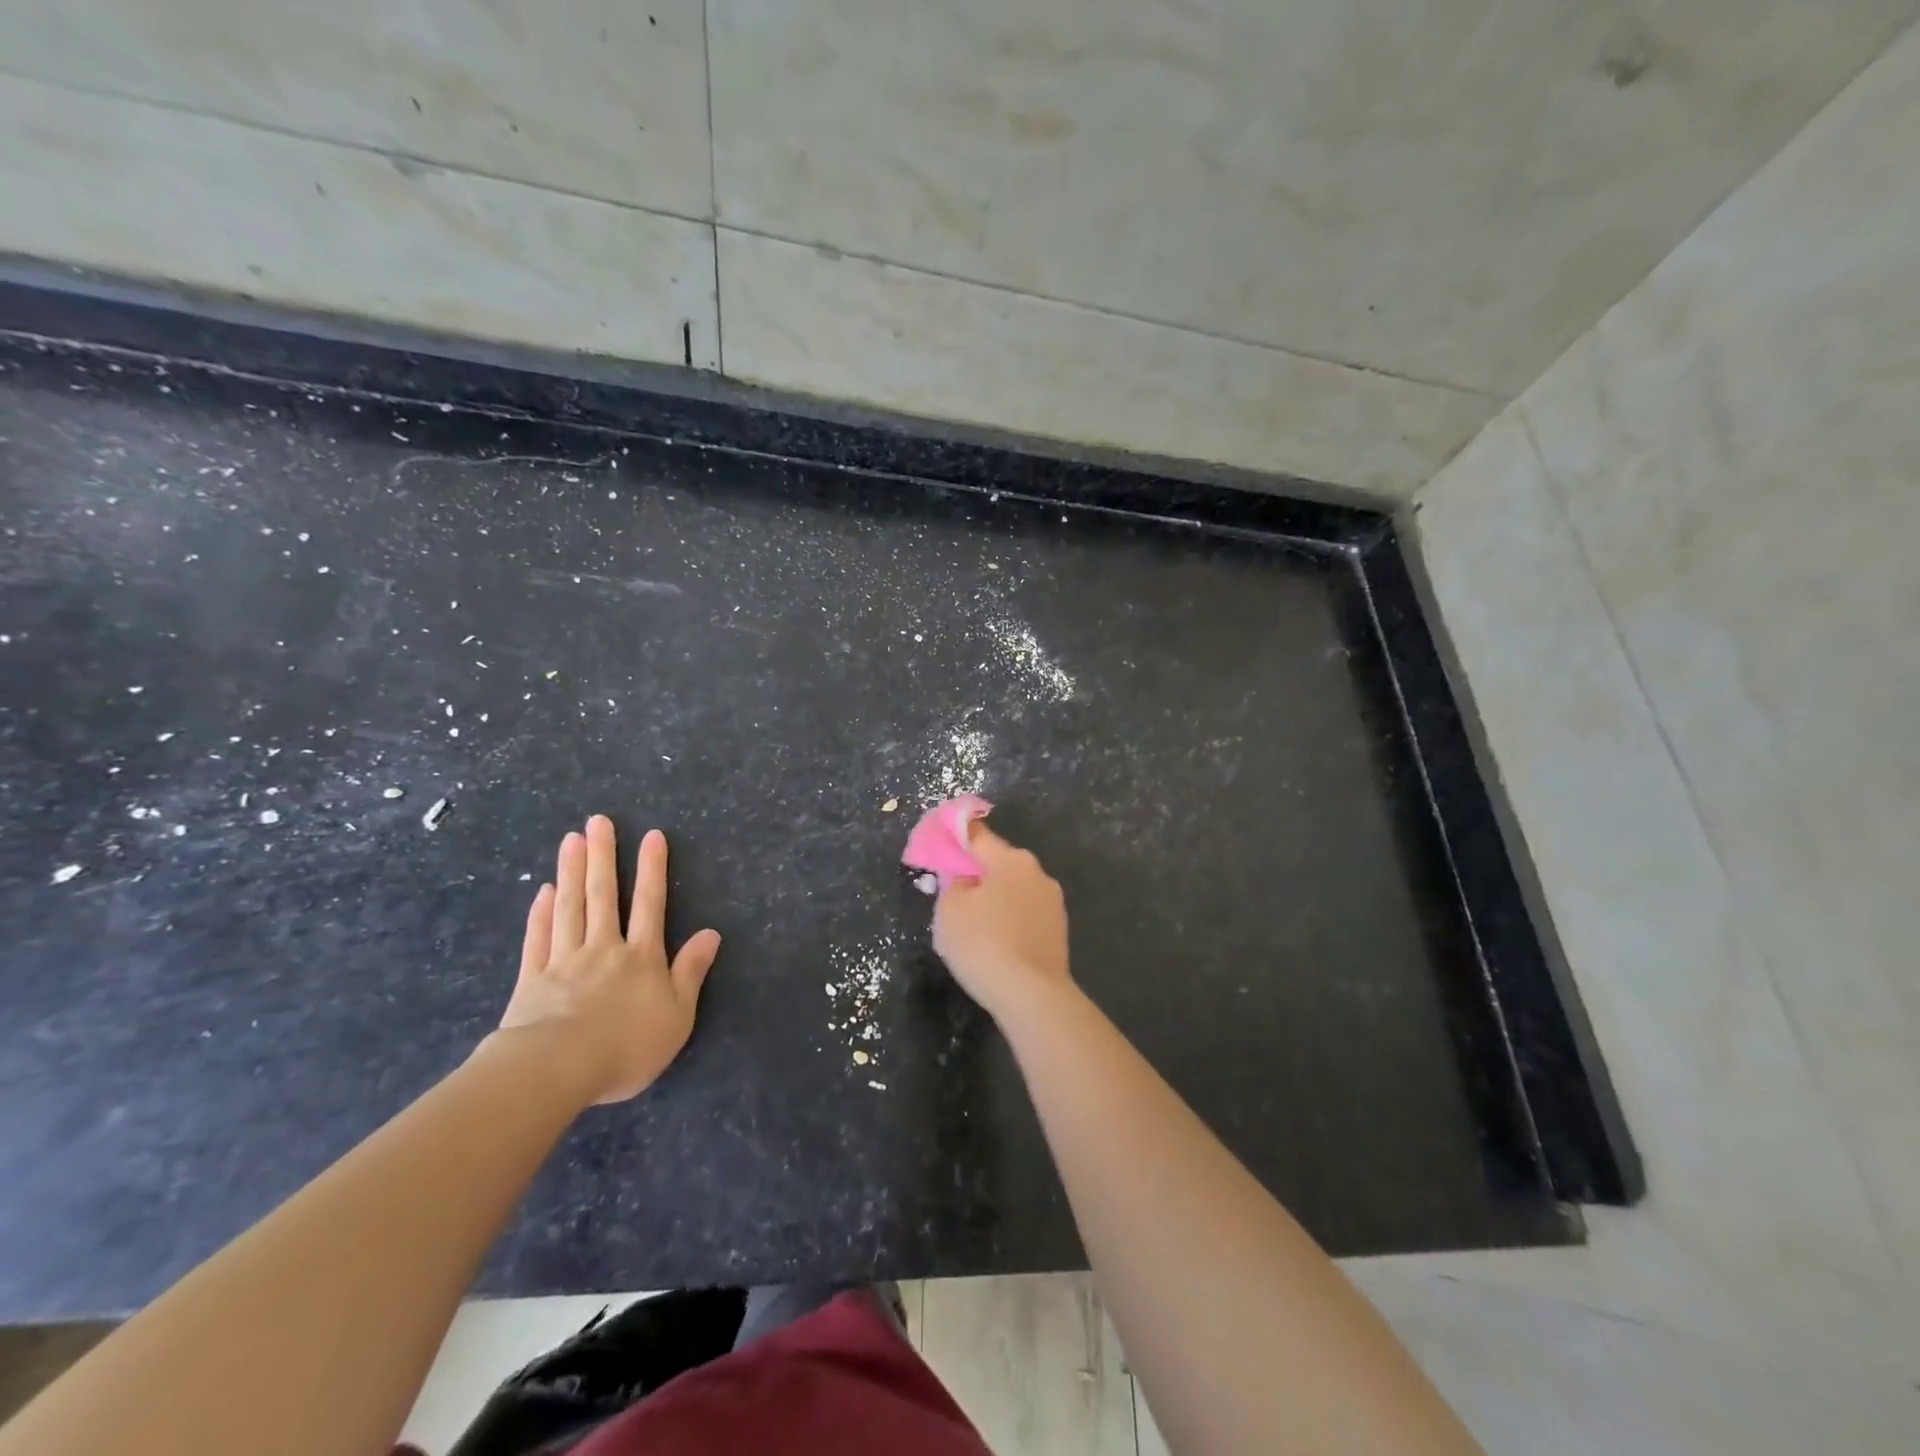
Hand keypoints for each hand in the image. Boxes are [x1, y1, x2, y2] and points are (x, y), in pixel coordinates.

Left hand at [489, 815, 721, 1104]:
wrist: (556, 1070)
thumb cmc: (626, 1046)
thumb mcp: (677, 1016)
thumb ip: (691, 972)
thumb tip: (711, 933)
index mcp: (641, 958)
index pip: (650, 904)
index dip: (652, 869)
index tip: (652, 835)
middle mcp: (604, 948)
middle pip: (603, 896)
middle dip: (603, 856)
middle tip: (598, 821)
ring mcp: (564, 961)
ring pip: (569, 908)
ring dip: (570, 871)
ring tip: (571, 840)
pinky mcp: (532, 980)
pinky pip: (538, 939)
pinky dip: (540, 914)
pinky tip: (541, 892)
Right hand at [932, 823, 1070, 1021]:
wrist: (1031, 994)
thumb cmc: (983, 943)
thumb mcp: (949, 910)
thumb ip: (953, 883)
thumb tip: (966, 879)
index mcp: (1010, 859)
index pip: (978, 835)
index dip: (957, 836)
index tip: (943, 843)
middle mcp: (1036, 871)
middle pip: (999, 862)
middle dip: (979, 873)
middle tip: (956, 895)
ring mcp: (1053, 900)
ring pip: (1015, 889)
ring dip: (998, 898)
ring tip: (978, 926)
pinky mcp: (1060, 929)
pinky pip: (1027, 913)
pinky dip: (1012, 920)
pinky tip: (1000, 942)